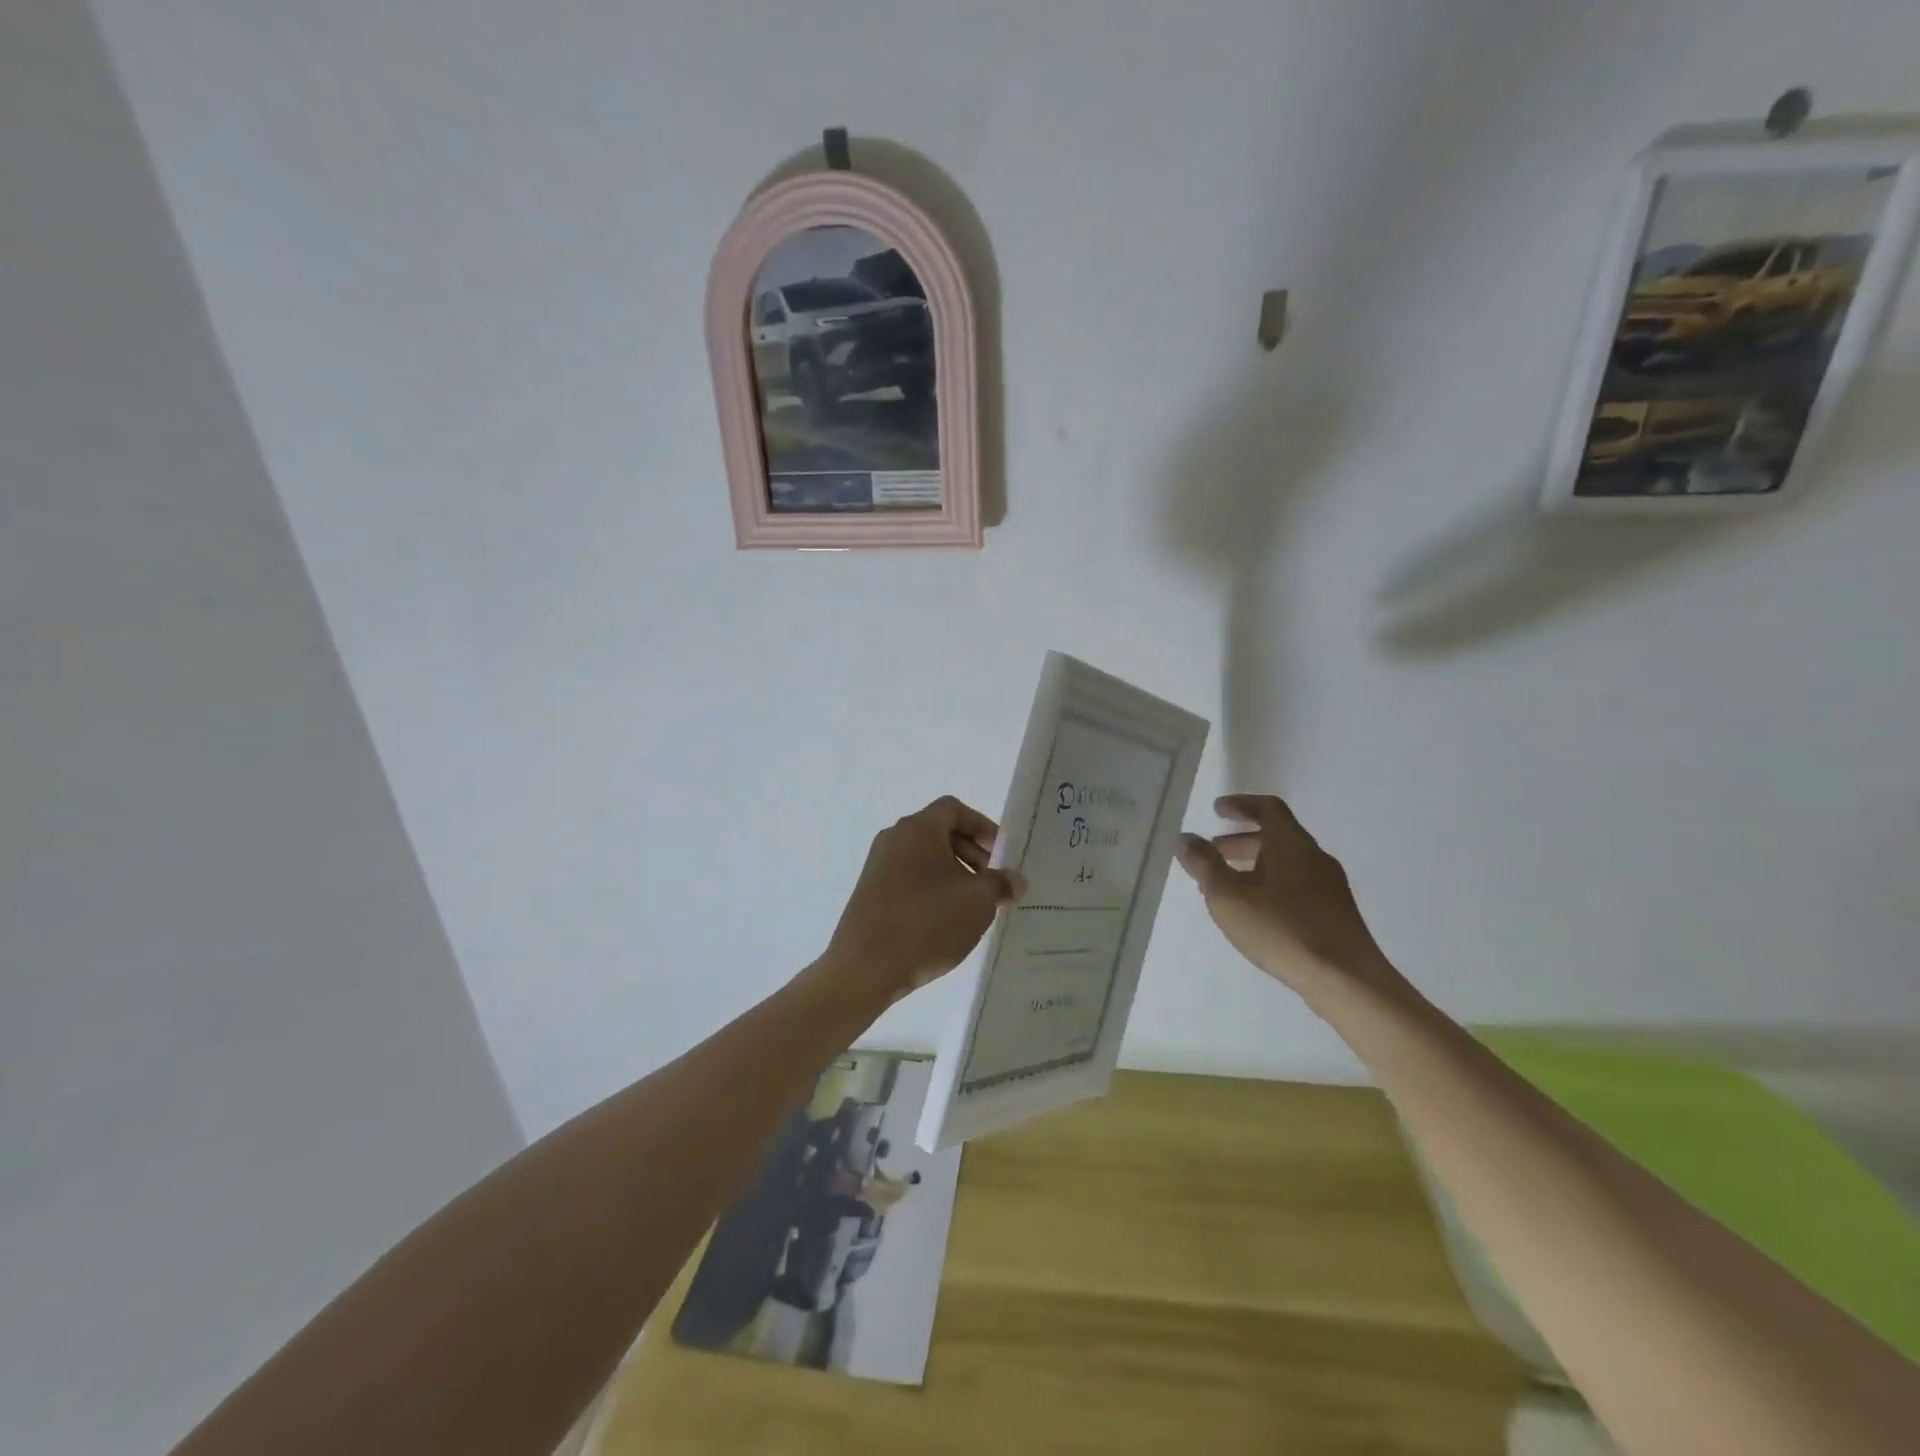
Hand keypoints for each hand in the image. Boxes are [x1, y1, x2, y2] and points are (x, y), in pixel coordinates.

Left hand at [821, 796, 1023, 1002]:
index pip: (954, 809)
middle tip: (992, 882)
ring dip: (953, 873)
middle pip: (939, 831)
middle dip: (971, 852)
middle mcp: (894, 838)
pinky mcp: (870, 892)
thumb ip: (1001, 884)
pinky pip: (908, 877)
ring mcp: (878, 865)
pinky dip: (931, 888)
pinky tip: (944, 920)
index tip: (1000, 855)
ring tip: (972, 906)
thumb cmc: (927, 922)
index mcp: (918, 828)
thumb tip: (1015, 880)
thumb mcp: (978, 902)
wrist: (865, 968)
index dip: (982, 826)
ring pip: (924, 857)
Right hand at [1176, 794, 1404, 1004]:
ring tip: (1227, 887)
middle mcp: (1315, 858)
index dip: (1241, 805)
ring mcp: (1330, 887)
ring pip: (1286, 863)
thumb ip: (1205, 865)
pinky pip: (1297, 885)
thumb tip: (1186, 837)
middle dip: (1241, 841)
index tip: (1218, 810)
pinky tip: (1257, 912)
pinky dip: (1271, 885)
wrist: (1347, 981)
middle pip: (1277, 836)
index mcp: (1291, 845)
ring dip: (1254, 866)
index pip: (1268, 808)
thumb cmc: (1282, 931)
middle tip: (1213, 852)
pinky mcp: (1335, 913)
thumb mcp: (1229, 897)